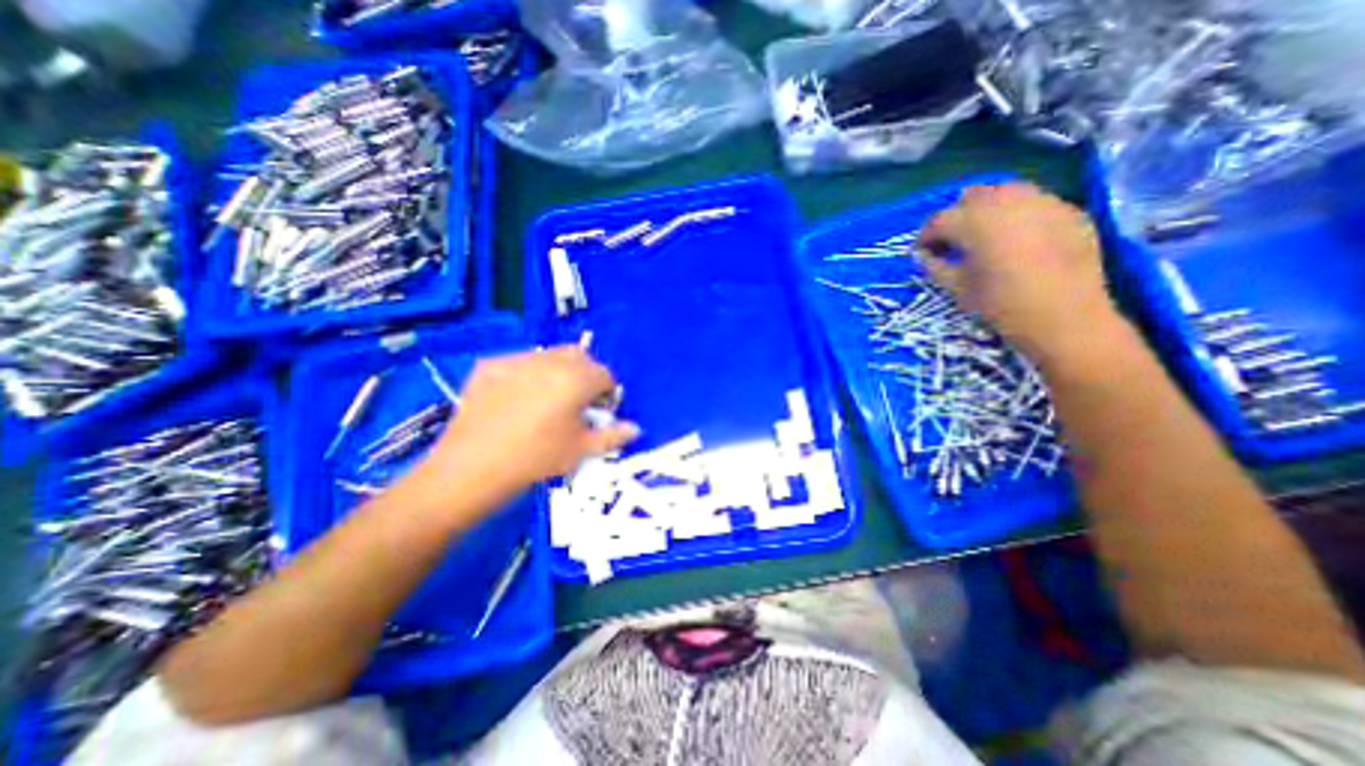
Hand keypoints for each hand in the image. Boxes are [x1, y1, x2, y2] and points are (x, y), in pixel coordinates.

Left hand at [419, 343, 636, 500]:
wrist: (471, 468)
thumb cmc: (536, 459)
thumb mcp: (581, 450)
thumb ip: (613, 435)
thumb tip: (636, 428)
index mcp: (576, 379)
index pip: (605, 375)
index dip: (607, 393)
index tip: (600, 411)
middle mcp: (549, 360)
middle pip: (580, 357)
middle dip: (585, 376)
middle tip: (576, 403)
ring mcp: (516, 359)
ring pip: (549, 356)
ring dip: (558, 371)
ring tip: (546, 400)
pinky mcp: (489, 365)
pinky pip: (519, 362)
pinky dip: (527, 374)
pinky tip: (515, 400)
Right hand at [916, 181, 1118, 367]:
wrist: (1065, 319)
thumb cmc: (1000, 305)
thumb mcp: (957, 288)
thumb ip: (934, 266)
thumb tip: (923, 255)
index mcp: (975, 222)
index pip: (939, 220)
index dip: (925, 236)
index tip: (922, 253)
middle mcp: (1008, 202)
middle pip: (971, 198)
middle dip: (956, 218)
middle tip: (952, 243)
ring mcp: (1044, 202)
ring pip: (1005, 192)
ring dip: (987, 210)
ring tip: (984, 236)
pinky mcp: (1069, 211)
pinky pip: (1034, 203)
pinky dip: (1017, 215)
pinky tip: (1017, 240)